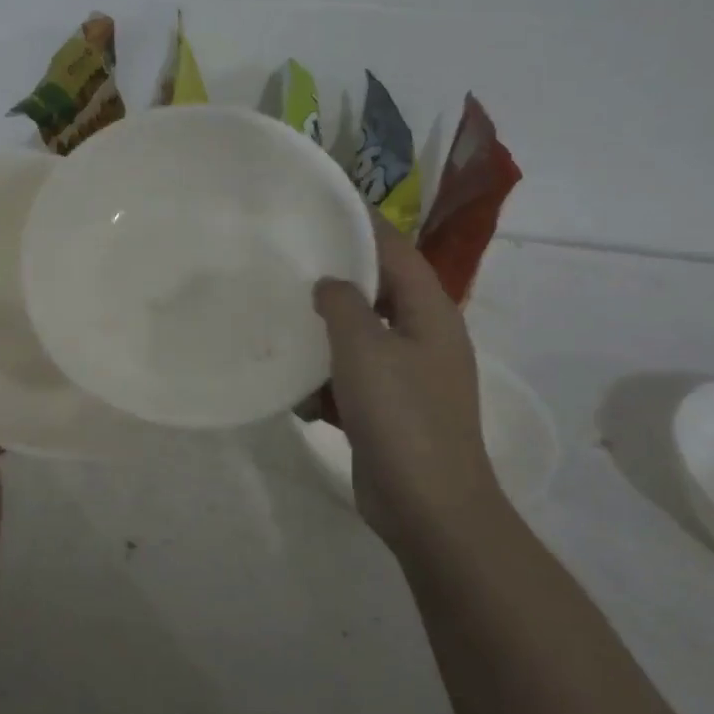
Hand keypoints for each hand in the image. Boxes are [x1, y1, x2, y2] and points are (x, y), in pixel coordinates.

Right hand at [312, 218, 502, 547]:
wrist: (427, 507)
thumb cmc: (401, 416)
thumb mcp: (365, 349)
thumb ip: (344, 304)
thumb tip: (330, 283)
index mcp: (430, 313)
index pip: (397, 251)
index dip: (365, 224)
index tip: (324, 205)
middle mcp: (424, 338)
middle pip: (378, 293)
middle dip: (336, 281)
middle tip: (290, 262)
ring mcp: (408, 377)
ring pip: (360, 339)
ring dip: (325, 337)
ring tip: (282, 323)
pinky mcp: (389, 411)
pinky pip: (353, 381)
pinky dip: (327, 382)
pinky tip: (296, 392)